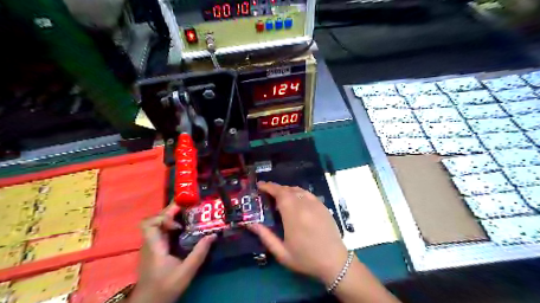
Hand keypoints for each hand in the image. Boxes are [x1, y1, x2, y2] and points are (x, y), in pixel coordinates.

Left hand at [129, 203, 216, 302]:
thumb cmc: (165, 287)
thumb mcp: (186, 271)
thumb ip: (199, 253)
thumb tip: (213, 235)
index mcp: (154, 246)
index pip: (149, 223)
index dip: (164, 217)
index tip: (179, 221)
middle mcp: (150, 242)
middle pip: (156, 219)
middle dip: (172, 211)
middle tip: (190, 206)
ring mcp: (152, 245)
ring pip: (159, 224)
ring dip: (173, 217)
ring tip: (190, 214)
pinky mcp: (156, 249)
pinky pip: (163, 231)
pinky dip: (173, 226)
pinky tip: (185, 228)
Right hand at [246, 182, 348, 285]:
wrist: (335, 262)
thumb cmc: (306, 259)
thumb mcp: (282, 253)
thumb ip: (265, 236)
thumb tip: (250, 224)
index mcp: (293, 216)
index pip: (280, 194)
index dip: (269, 187)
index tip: (260, 185)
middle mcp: (305, 206)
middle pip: (288, 190)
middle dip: (276, 188)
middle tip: (266, 192)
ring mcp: (316, 204)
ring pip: (298, 190)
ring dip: (286, 190)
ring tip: (279, 196)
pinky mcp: (323, 206)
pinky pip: (307, 194)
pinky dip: (298, 192)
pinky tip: (295, 199)